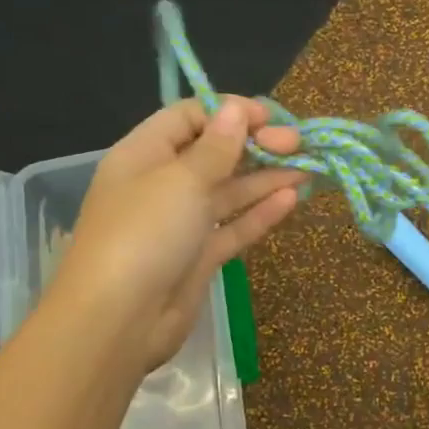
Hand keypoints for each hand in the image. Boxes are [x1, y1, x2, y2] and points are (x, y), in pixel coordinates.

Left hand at [54, 97, 306, 370]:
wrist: (119, 320)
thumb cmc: (144, 234)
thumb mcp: (181, 180)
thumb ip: (216, 146)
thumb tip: (236, 108)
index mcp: (144, 154)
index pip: (189, 117)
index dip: (230, 112)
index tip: (270, 118)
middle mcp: (162, 183)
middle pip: (213, 153)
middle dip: (255, 145)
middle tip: (297, 145)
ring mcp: (180, 223)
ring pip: (228, 192)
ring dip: (265, 178)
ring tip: (309, 168)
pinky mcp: (197, 257)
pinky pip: (232, 227)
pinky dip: (259, 213)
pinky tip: (291, 200)